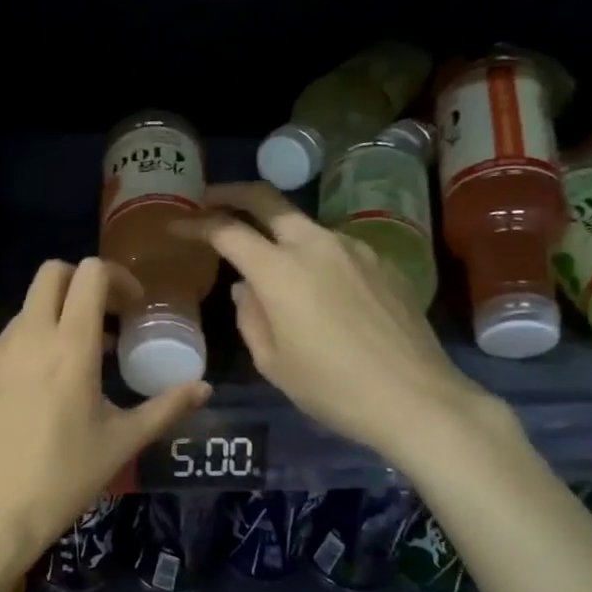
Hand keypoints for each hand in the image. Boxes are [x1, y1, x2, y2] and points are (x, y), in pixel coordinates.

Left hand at [0, 257, 210, 578]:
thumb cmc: (64, 478)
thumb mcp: (122, 442)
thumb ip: (166, 407)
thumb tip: (204, 388)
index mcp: (69, 345)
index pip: (90, 274)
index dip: (118, 278)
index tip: (133, 308)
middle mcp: (29, 336)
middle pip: (53, 273)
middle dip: (83, 282)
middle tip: (107, 317)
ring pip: (29, 305)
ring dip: (58, 313)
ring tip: (81, 357)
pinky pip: (10, 336)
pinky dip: (34, 339)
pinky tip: (46, 383)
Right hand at [183, 182, 501, 468]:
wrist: (415, 397)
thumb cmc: (331, 388)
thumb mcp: (272, 362)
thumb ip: (250, 316)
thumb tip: (246, 287)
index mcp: (280, 271)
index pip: (227, 231)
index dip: (196, 224)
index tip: (176, 225)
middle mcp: (315, 245)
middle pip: (267, 200)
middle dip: (233, 194)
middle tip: (211, 199)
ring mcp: (353, 248)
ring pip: (303, 225)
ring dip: (277, 231)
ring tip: (266, 259)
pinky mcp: (381, 261)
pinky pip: (334, 247)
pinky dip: (312, 254)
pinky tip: (316, 286)